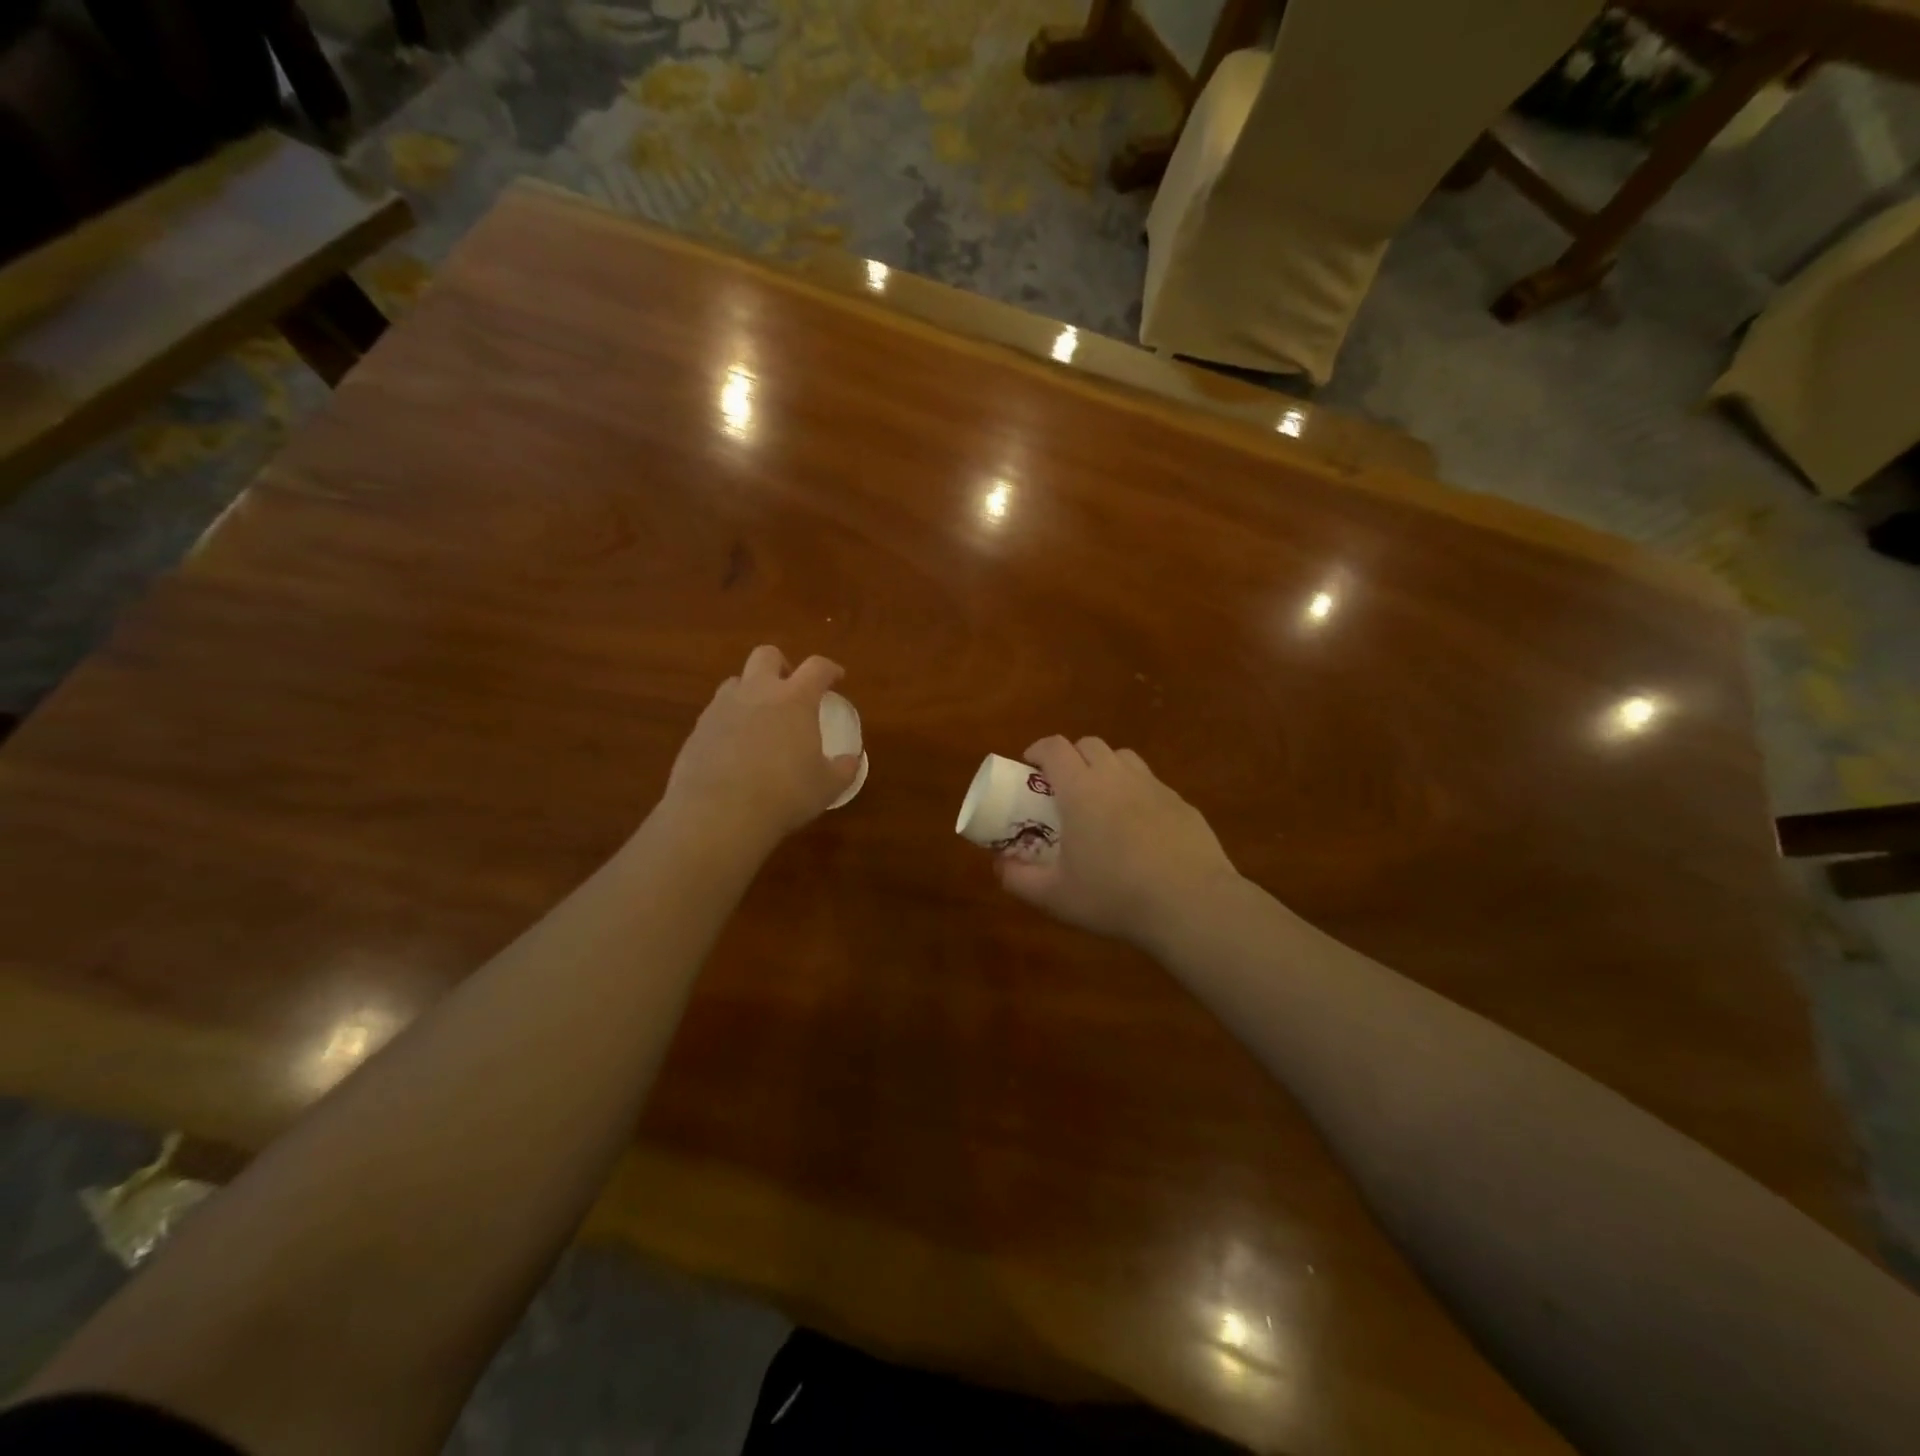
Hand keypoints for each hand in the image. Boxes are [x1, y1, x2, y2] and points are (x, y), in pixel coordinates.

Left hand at [659, 646, 861, 851]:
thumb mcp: (827, 786)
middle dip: (781, 665)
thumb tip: (851, 761)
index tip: (836, 678)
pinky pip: (716, 713)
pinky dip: (729, 721)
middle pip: (766, 655)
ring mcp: (722, 708)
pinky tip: (735, 748)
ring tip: (760, 719)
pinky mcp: (697, 729)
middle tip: (790, 688)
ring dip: (751, 691)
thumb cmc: (785, 794)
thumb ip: (843, 769)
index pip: (817, 667)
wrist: (719, 813)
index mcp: (795, 699)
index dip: (830, 669)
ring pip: (735, 682)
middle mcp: (757, 692)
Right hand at [996, 736, 1240, 949]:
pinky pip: (1152, 785)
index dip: (1037, 750)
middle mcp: (1117, 777)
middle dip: (1071, 757)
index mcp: (1081, 788)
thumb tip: (999, 865)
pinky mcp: (1183, 804)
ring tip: (1100, 801)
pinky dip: (1136, 794)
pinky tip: (1139, 830)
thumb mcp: (1055, 896)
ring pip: (1124, 758)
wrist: (1191, 904)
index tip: (1028, 767)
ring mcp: (1154, 787)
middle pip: (1090, 744)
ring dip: (1105, 769)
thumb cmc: (1114, 895)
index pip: (1054, 747)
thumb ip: (1018, 879)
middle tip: (1063, 788)